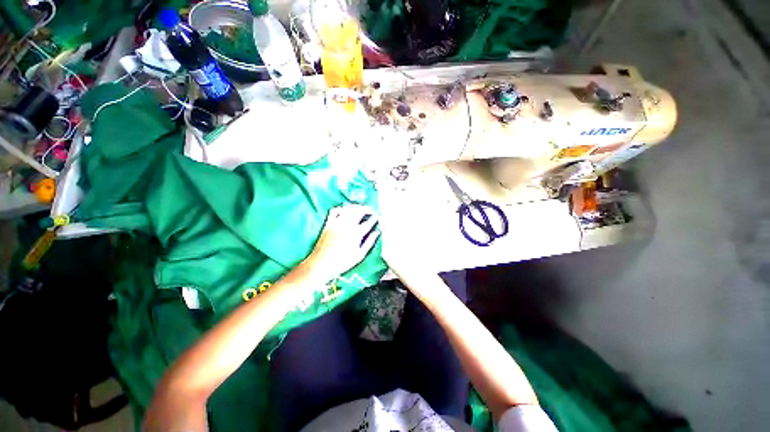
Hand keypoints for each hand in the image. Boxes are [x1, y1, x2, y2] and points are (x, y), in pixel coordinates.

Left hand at [303, 205, 380, 281]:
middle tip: (372, 211)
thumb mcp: (360, 255)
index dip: (375, 218)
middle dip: (368, 209)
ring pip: (348, 208)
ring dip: (357, 206)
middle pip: (359, 211)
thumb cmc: (342, 262)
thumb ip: (370, 242)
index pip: (369, 222)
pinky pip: (335, 211)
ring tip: (361, 209)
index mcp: (356, 233)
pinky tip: (345, 211)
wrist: (321, 264)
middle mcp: (347, 225)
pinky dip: (341, 208)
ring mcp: (336, 223)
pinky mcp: (328, 223)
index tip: (379, 217)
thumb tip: (377, 232)